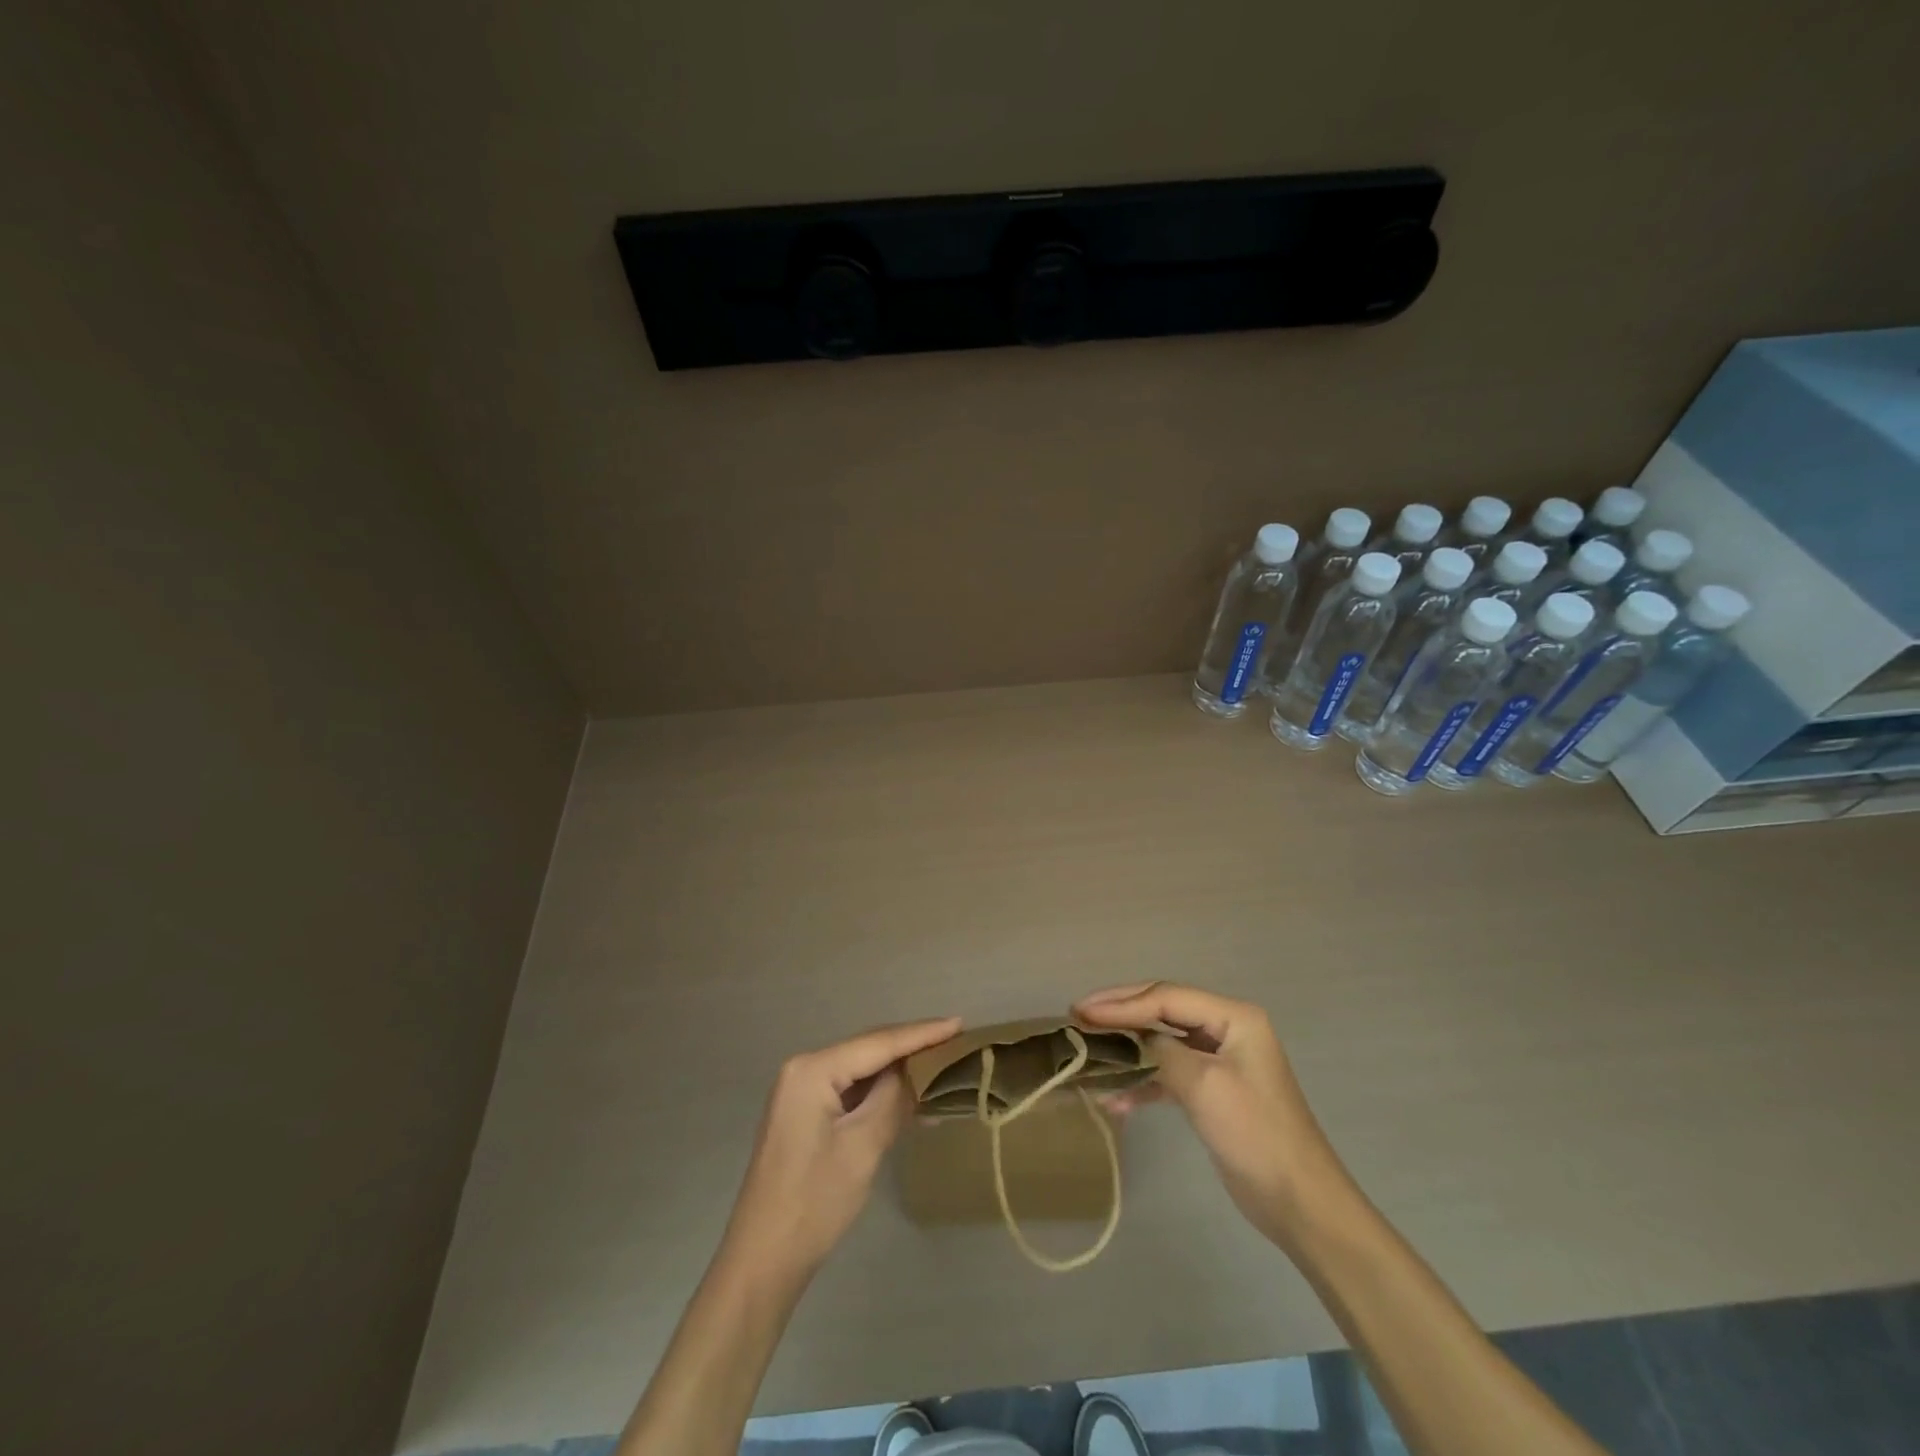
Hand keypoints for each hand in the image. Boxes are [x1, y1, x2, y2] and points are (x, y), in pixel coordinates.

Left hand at [720, 1017, 960, 1283]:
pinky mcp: (806, 1114)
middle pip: (869, 1050)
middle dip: (912, 1047)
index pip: (878, 1043)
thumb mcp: (863, 1146)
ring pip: (862, 1070)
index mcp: (812, 1069)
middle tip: (957, 1042)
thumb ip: (894, 1098)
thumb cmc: (814, 1202)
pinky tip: (913, 1100)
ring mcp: (802, 1092)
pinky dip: (881, 1094)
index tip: (960, 1023)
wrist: (763, 1261)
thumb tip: (921, 1069)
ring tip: (943, 1066)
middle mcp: (804, 1069)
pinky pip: (852, 1091)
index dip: (922, 1034)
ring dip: (900, 1073)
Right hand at [1075, 983, 1347, 1246]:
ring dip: (1128, 1047)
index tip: (1080, 1011)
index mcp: (1233, 1017)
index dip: (1121, 1003)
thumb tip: (1130, 1038)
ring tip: (1090, 1050)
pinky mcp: (1212, 1090)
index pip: (1166, 997)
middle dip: (1120, 1014)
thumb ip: (1162, 1051)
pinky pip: (1169, 1073)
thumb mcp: (1203, 1085)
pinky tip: (1116, 1100)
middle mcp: (1226, 1029)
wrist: (1300, 1202)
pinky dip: (1143, 1082)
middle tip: (1078, 1016)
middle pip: (1162, 1010)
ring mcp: (1220, 1060)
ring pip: (1162, 1040)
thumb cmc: (1254, 1134)